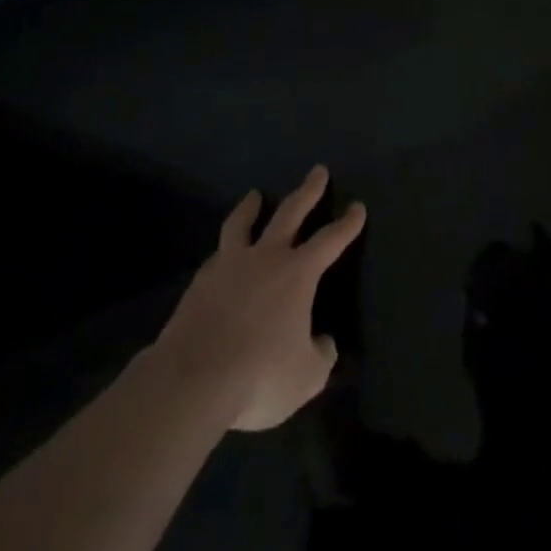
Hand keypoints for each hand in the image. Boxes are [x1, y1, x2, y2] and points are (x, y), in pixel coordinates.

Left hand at [149, 166, 365, 431]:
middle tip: (318, 170)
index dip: (347, 224)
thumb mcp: (306, 378)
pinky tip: (222, 256)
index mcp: (298, 273)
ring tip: (254, 195)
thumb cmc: (259, 375)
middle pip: (290, 212)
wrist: (192, 380)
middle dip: (308, 190)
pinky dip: (225, 250)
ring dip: (251, 207)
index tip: (358, 207)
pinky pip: (217, 256)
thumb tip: (323, 342)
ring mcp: (229, 266)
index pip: (330, 240)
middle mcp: (266, 258)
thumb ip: (320, 356)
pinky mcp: (199, 282)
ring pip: (242, 224)